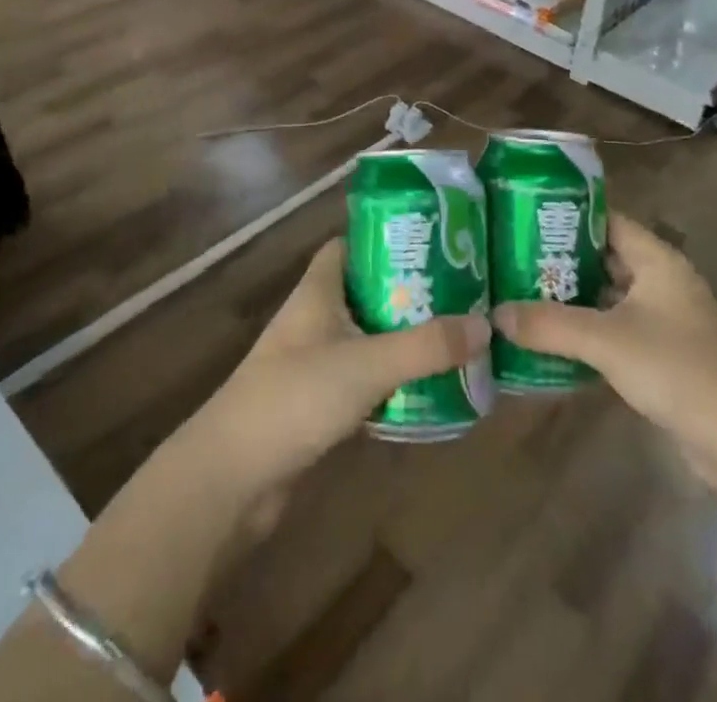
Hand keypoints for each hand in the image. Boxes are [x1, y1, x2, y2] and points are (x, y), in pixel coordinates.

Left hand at [192, 239, 489, 502]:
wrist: (232, 478)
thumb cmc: (294, 397)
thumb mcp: (367, 364)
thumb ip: (426, 346)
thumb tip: (485, 325)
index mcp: (318, 290)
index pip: (351, 245)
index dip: (387, 238)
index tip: (434, 241)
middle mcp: (316, 318)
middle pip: (368, 291)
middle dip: (410, 291)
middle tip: (462, 291)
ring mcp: (315, 362)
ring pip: (369, 337)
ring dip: (406, 338)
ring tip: (458, 336)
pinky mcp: (319, 404)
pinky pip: (365, 380)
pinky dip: (394, 381)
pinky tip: (431, 388)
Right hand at [494, 215, 716, 488]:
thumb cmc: (677, 369)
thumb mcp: (607, 342)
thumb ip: (550, 325)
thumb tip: (495, 314)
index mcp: (658, 260)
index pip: (607, 221)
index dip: (567, 217)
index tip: (523, 219)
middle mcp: (663, 282)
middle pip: (605, 259)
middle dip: (562, 261)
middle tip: (512, 260)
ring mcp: (666, 321)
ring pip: (609, 298)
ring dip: (573, 301)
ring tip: (522, 297)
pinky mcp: (664, 357)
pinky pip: (617, 331)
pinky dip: (588, 333)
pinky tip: (552, 343)